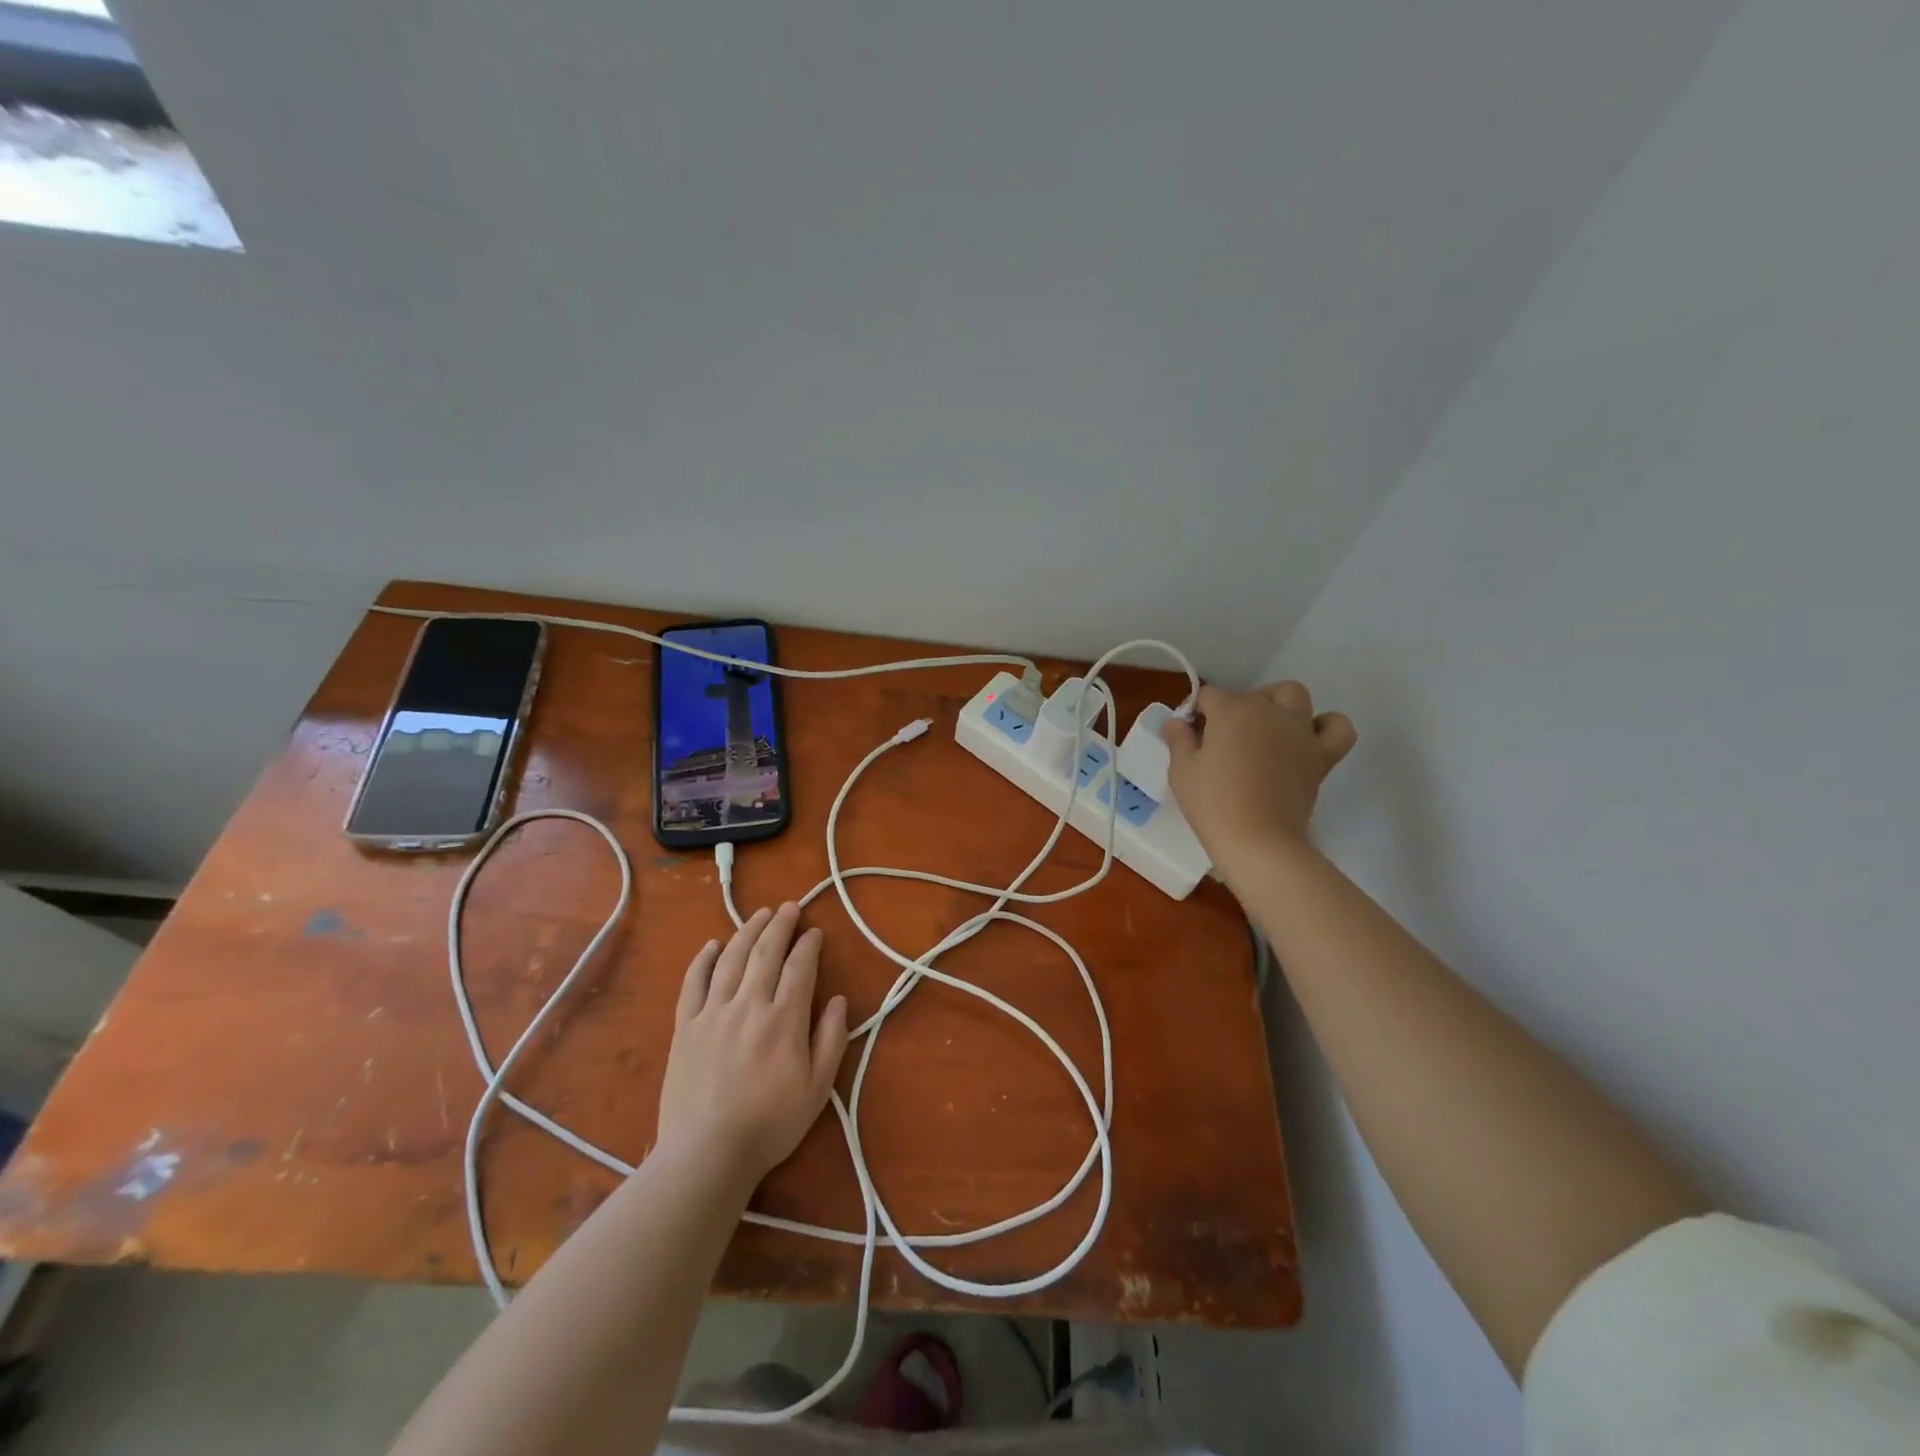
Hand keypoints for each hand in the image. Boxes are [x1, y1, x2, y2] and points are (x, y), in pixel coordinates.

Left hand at [657, 903, 849, 1185]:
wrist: (706, 1154)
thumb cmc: (769, 1125)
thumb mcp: (817, 1089)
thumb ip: (831, 1040)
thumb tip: (839, 1000)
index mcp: (784, 1019)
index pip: (800, 967)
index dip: (808, 944)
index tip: (814, 931)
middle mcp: (749, 1004)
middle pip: (765, 952)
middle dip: (780, 925)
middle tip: (789, 906)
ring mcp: (713, 1013)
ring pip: (731, 958)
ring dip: (747, 931)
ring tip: (759, 914)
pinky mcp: (685, 1027)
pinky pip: (693, 983)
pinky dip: (703, 959)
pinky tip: (713, 945)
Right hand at [1161, 681, 1356, 875]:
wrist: (1258, 841)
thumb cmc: (1212, 803)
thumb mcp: (1182, 770)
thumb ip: (1178, 739)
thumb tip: (1176, 721)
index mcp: (1232, 710)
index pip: (1209, 696)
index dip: (1196, 713)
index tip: (1190, 738)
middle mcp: (1269, 711)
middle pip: (1250, 694)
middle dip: (1234, 708)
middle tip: (1222, 740)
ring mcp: (1300, 731)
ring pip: (1294, 695)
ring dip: (1278, 704)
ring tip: (1265, 729)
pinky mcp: (1322, 755)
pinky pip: (1337, 727)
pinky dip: (1326, 726)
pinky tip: (1307, 739)